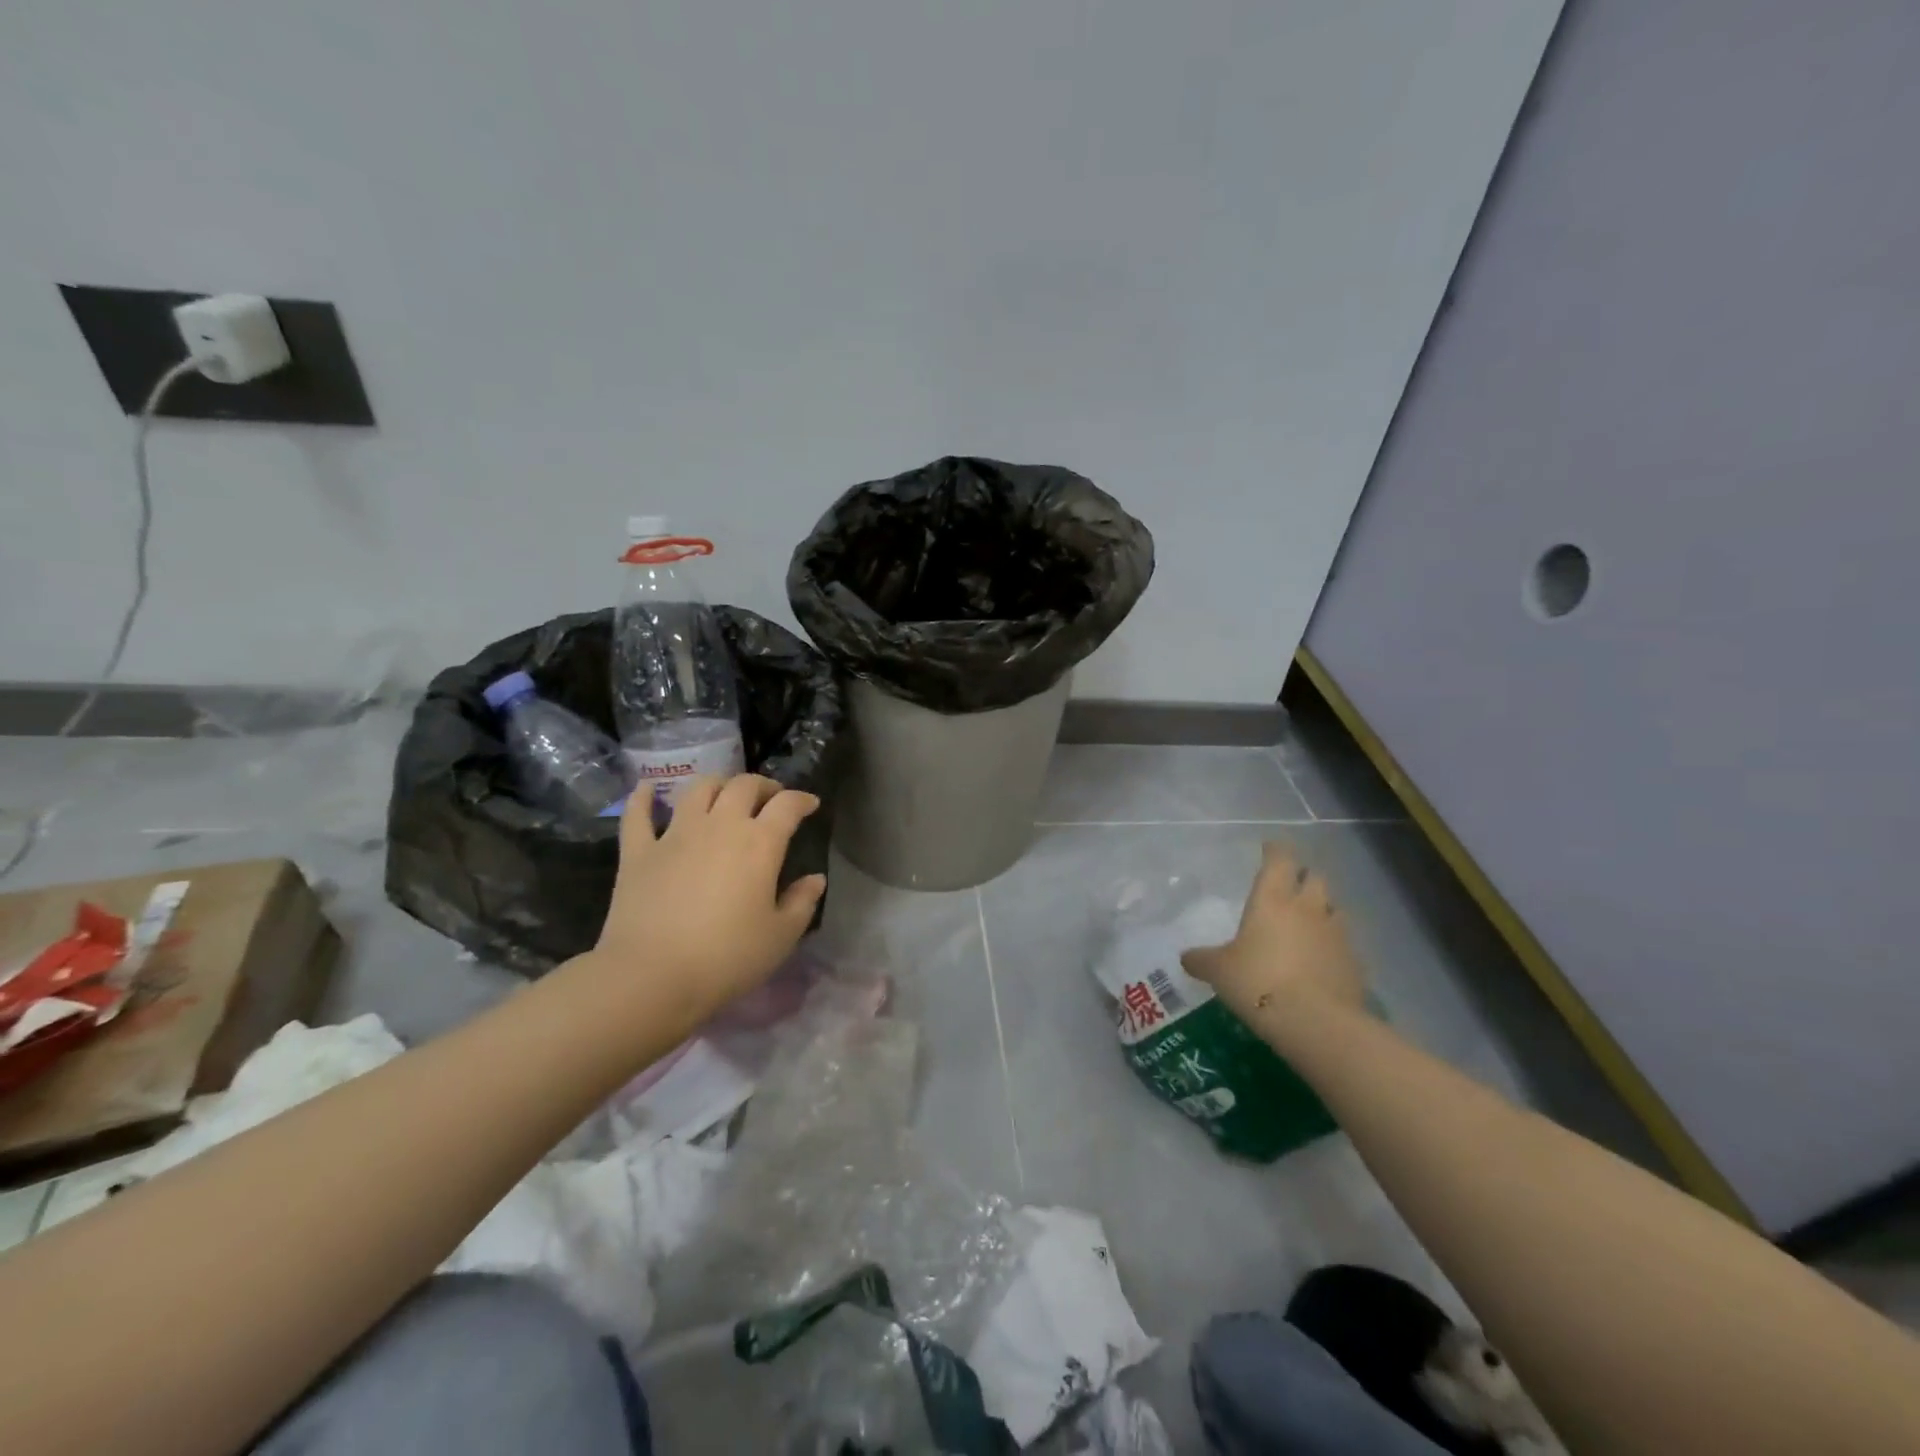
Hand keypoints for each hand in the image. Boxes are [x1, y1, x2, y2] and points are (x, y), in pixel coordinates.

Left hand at [588, 774, 826, 1024]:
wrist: (652, 977)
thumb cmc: (727, 958)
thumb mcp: (780, 937)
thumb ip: (802, 902)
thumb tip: (815, 879)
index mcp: (760, 843)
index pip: (787, 805)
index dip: (802, 799)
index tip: (810, 804)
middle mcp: (720, 826)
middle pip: (744, 786)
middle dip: (763, 786)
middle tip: (770, 798)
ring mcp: (675, 834)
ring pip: (698, 789)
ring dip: (717, 784)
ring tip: (724, 793)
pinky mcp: (638, 851)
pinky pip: (638, 814)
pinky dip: (643, 797)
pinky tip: (647, 788)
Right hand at [1181, 843, 1365, 1018]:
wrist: (1317, 1024)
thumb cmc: (1258, 983)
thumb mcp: (1219, 972)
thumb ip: (1202, 960)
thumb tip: (1186, 958)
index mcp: (1273, 900)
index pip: (1279, 860)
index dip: (1275, 850)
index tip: (1270, 848)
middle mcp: (1308, 909)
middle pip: (1315, 878)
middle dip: (1304, 877)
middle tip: (1291, 885)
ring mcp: (1337, 935)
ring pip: (1334, 908)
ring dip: (1323, 909)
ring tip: (1310, 921)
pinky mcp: (1355, 963)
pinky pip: (1345, 944)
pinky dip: (1334, 945)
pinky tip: (1322, 959)